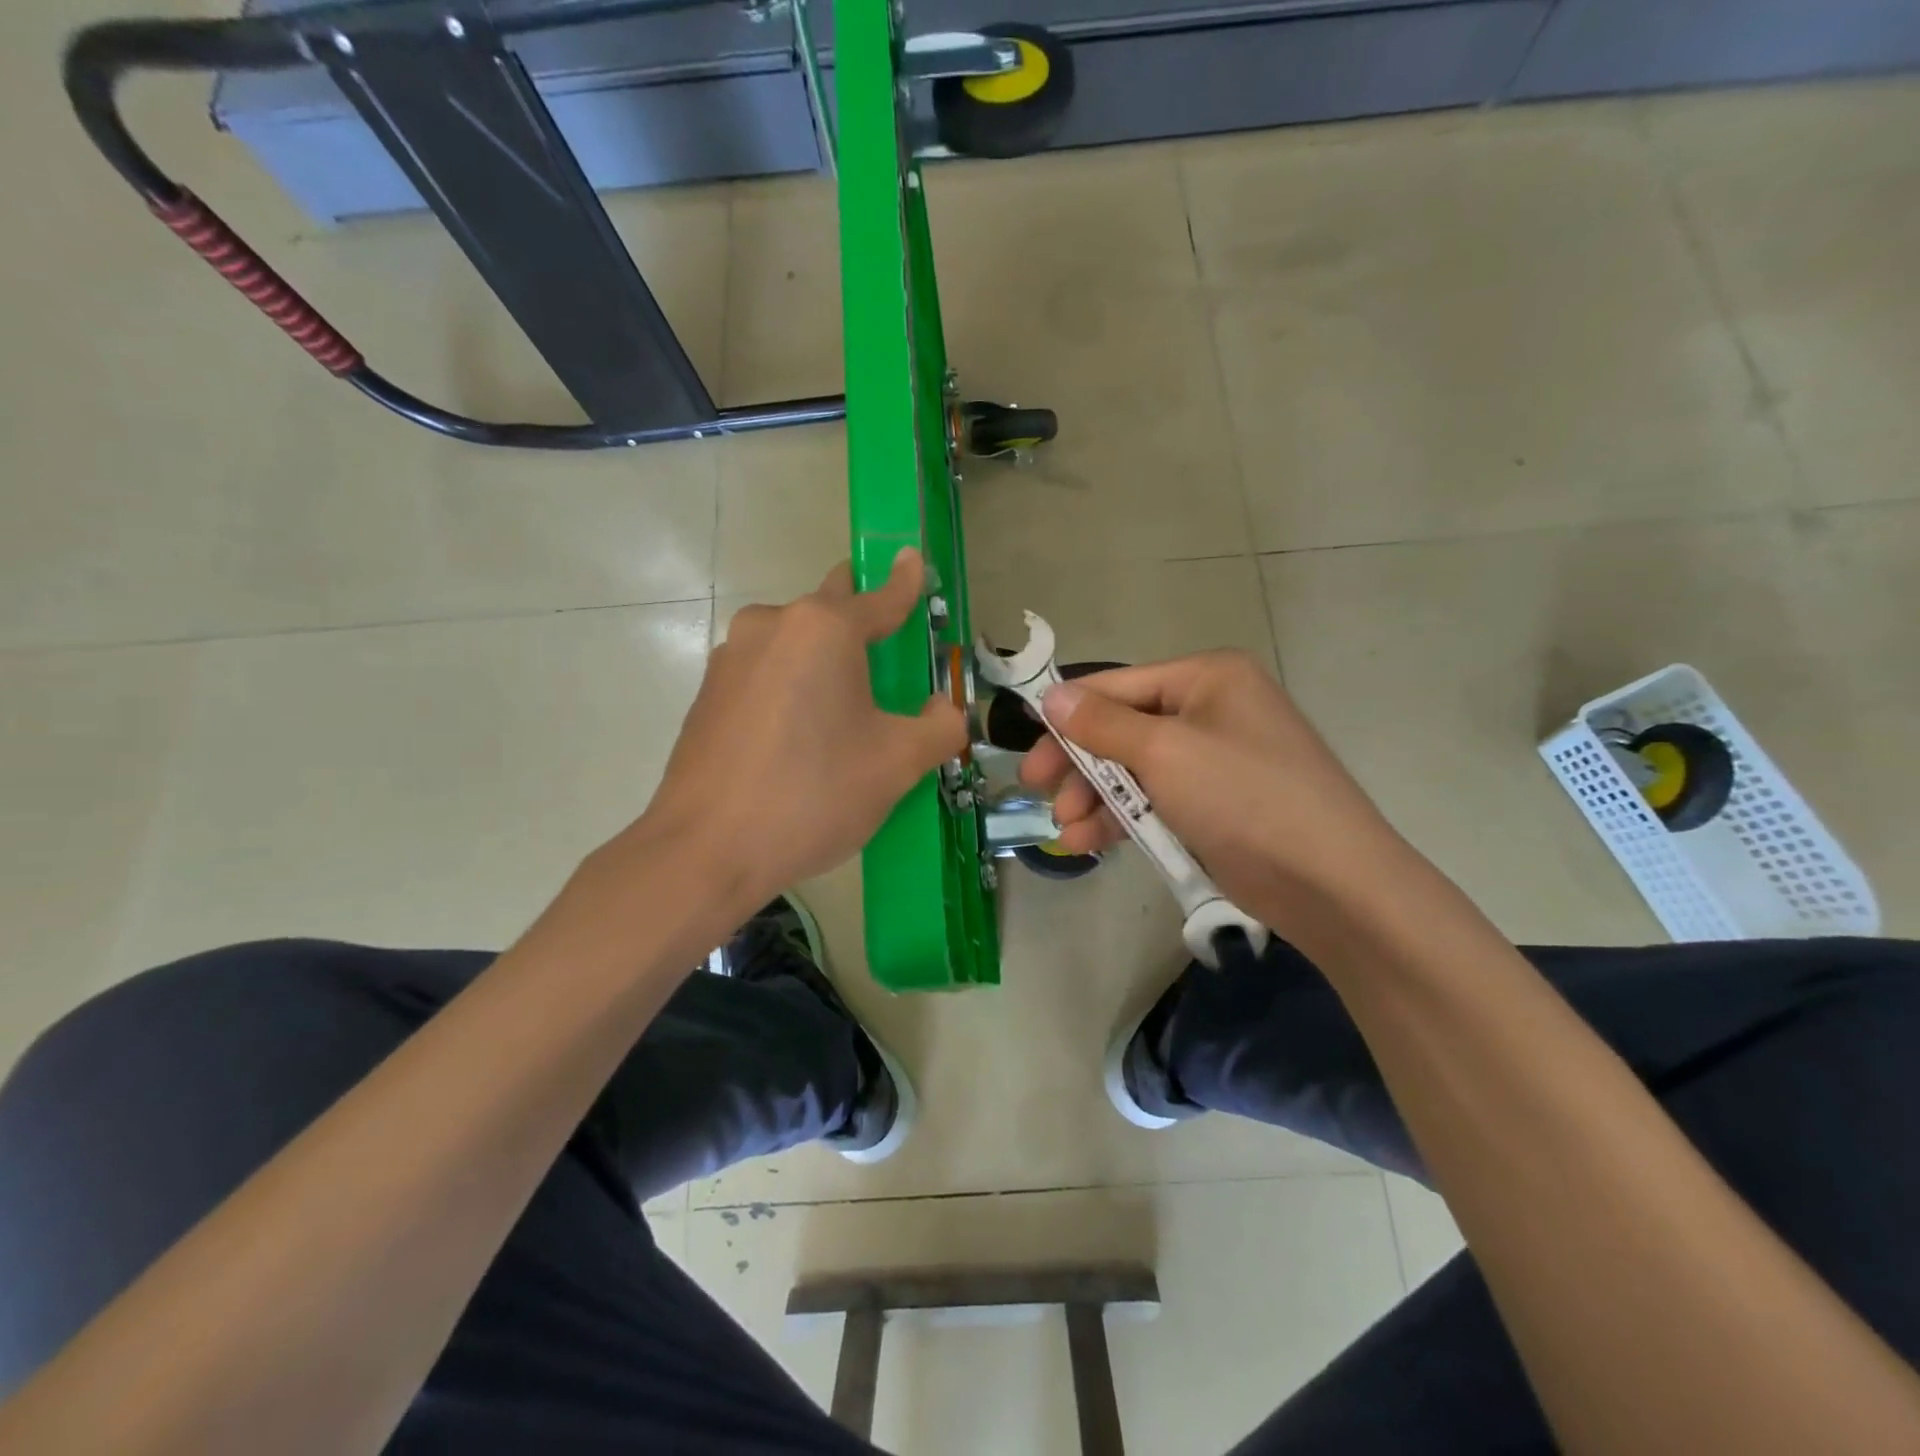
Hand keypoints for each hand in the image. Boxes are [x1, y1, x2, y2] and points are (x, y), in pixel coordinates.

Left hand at [627, 549, 966, 907]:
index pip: (880, 598)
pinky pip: (765, 674)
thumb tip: (944, 708)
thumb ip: (939, 726)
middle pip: (830, 609)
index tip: (915, 561)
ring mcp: (731, 657)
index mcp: (824, 629)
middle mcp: (772, 625)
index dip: (906, 583)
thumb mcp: (897, 763)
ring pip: (793, 643)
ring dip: (822, 660)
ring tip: (843, 713)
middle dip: (861, 619)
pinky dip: (791, 687)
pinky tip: (798, 738)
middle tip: (888, 652)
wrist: (705, 850)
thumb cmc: (813, 794)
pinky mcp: (708, 693)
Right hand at [1018, 651, 1400, 920]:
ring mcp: (1214, 760)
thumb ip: (1102, 724)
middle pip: (1123, 729)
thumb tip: (1051, 695)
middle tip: (1035, 790)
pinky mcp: (1214, 805)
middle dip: (1080, 764)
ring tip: (1066, 831)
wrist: (1329, 882)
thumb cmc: (1243, 797)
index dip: (1068, 714)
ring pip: (1135, 770)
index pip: (1118, 685)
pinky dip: (1122, 819)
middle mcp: (1211, 710)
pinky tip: (1088, 843)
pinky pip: (1155, 801)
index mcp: (1208, 678)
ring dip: (1096, 798)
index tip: (1026, 745)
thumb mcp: (1165, 753)